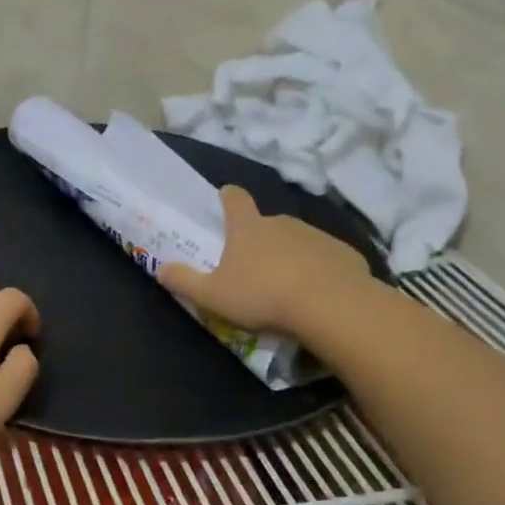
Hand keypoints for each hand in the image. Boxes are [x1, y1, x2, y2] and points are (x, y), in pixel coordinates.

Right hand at [160, 185, 376, 341]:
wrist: (331, 306)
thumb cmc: (262, 295)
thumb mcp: (212, 295)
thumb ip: (184, 281)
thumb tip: (160, 268)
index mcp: (249, 227)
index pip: (235, 199)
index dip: (228, 198)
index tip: (224, 198)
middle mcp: (282, 223)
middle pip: (266, 223)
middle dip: (259, 239)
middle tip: (253, 267)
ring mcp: (316, 236)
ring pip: (297, 241)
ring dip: (290, 256)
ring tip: (286, 287)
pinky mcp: (344, 254)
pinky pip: (325, 259)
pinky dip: (319, 271)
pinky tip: (317, 295)